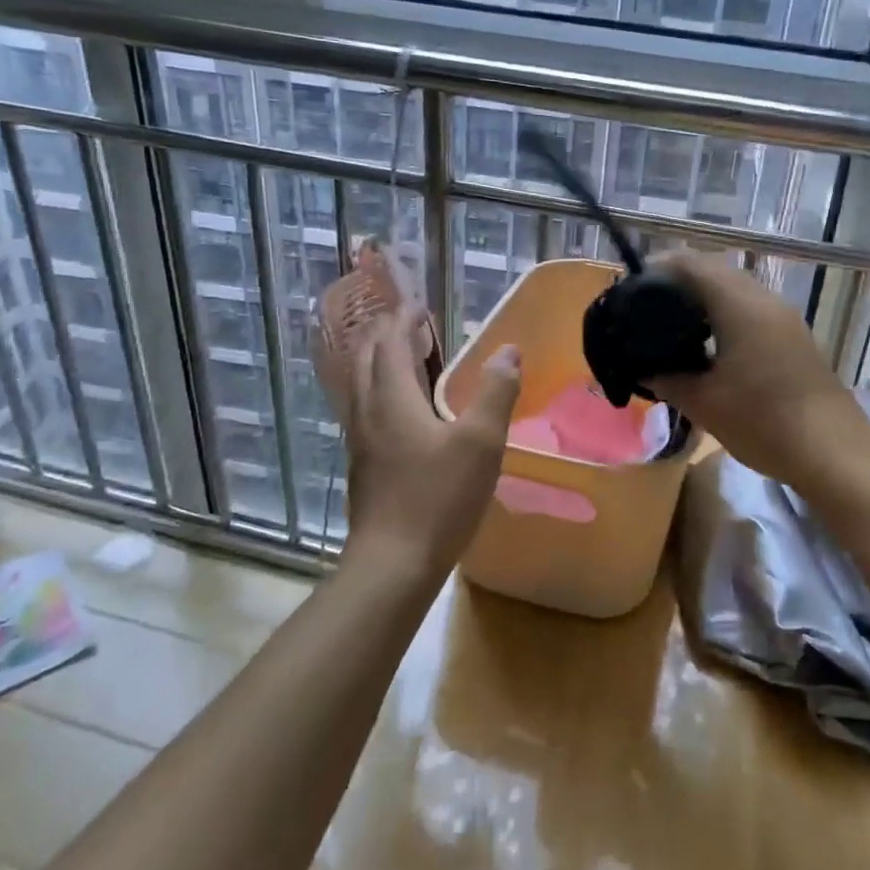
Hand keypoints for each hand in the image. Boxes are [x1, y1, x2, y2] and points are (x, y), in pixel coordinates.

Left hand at [341, 308, 520, 584]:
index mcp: (392, 398)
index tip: (420, 305)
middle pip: (368, 359)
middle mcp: (368, 412)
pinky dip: (382, 391)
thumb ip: (496, 391)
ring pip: (363, 386)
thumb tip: (508, 350)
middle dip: (388, 336)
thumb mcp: (481, 442)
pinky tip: (404, 412)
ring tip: (409, 360)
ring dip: (382, 363)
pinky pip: (367, 410)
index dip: (404, 320)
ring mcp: (361, 441)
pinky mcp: (364, 466)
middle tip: (414, 326)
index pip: (391, 343)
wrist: (392, 564)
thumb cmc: (438, 497)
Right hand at [641, 251, 868, 489]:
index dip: (659, 266)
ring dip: (703, 297)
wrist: (833, 452)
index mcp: (740, 306)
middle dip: (678, 281)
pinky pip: (751, 308)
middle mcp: (764, 300)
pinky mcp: (793, 336)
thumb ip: (667, 379)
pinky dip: (724, 313)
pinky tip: (708, 343)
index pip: (693, 264)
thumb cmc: (764, 422)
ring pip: (735, 289)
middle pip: (715, 270)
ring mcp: (784, 317)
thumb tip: (643, 369)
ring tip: (671, 323)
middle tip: (645, 305)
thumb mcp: (704, 403)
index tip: (630, 285)